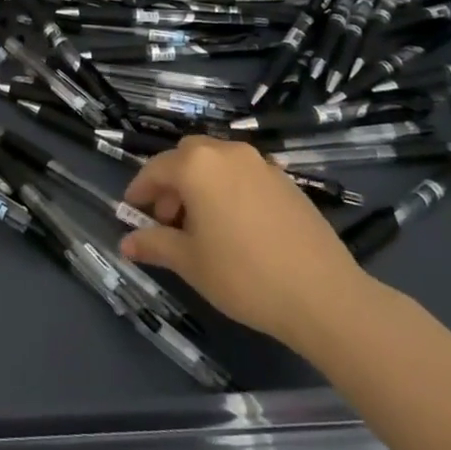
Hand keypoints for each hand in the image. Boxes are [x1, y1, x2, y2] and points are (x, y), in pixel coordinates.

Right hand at [119, 134, 371, 351]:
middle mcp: (227, 153)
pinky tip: (236, 227)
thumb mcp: (190, 263)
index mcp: (197, 165)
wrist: (323, 296)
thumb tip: (126, 243)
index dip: (140, 190)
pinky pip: (244, 175)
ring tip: (203, 225)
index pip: (156, 169)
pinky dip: (229, 189)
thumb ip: (154, 244)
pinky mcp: (286, 181)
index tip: (132, 212)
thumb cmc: (243, 275)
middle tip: (168, 219)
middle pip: (187, 156)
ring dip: (201, 183)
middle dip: (172, 182)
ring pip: (217, 163)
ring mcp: (261, 164)